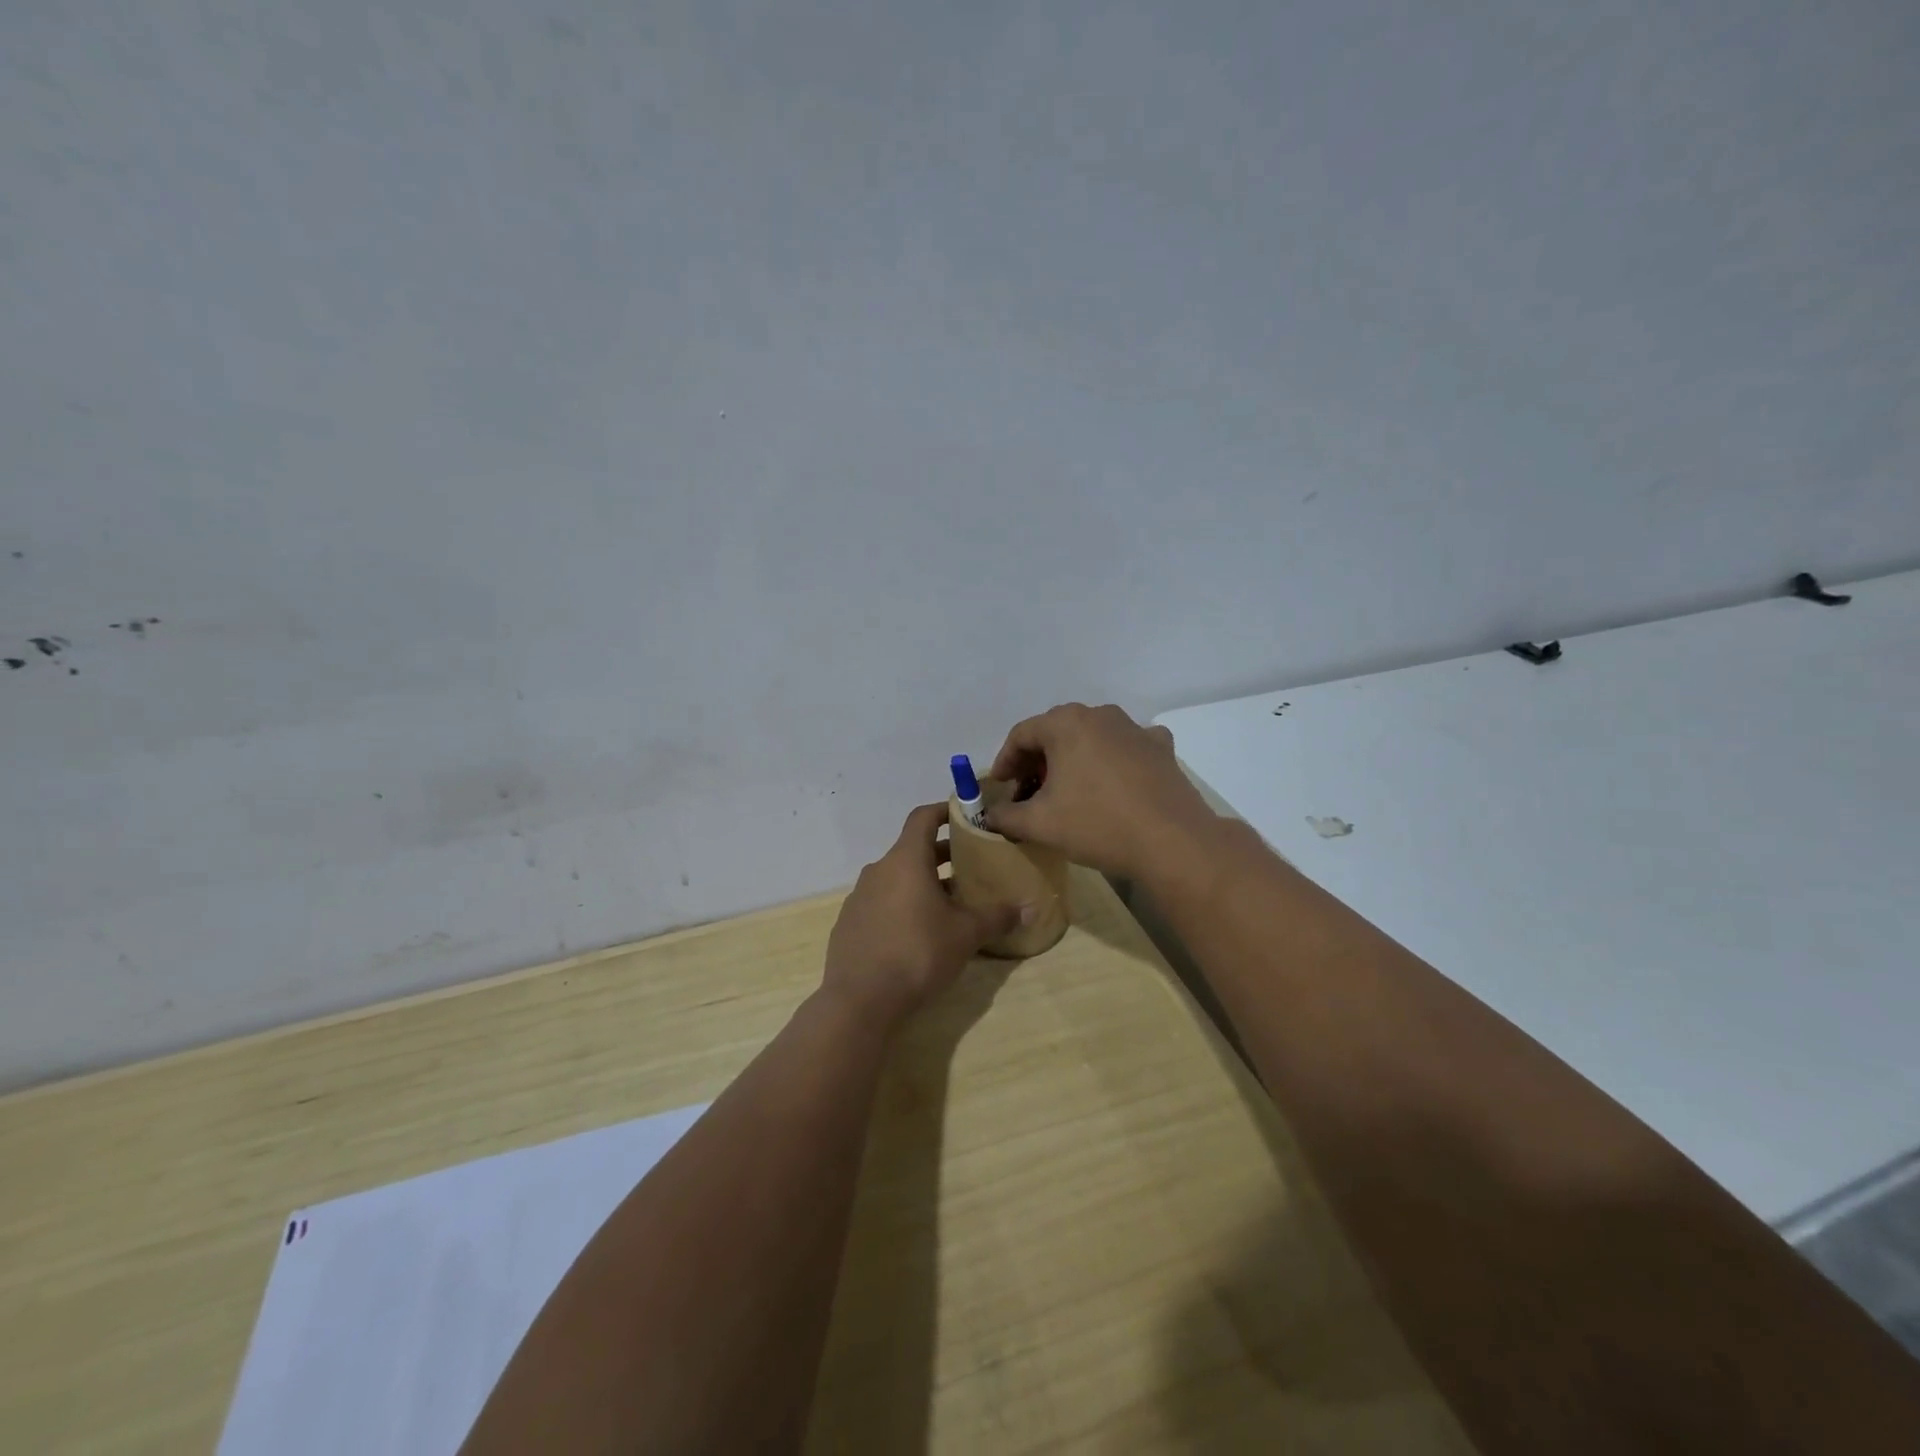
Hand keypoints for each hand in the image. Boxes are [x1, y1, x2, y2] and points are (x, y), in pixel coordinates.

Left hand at [823, 804, 1022, 1022]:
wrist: (860, 1001)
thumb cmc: (918, 953)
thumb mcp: (966, 934)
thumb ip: (998, 916)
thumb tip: (1030, 907)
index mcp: (905, 860)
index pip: (922, 817)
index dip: (944, 811)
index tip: (965, 817)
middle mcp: (878, 870)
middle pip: (912, 850)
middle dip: (941, 855)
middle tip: (970, 867)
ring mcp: (859, 897)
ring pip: (896, 878)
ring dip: (922, 883)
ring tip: (949, 904)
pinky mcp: (849, 924)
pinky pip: (880, 903)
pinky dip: (901, 906)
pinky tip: (917, 934)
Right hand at [985, 703, 1215, 881]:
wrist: (1172, 842)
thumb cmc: (1097, 824)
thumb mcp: (1039, 825)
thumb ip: (1005, 817)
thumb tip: (990, 817)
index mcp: (1066, 723)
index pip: (1021, 735)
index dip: (1005, 762)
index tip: (1000, 788)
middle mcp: (1100, 714)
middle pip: (1056, 733)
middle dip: (1037, 762)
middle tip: (1028, 793)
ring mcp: (1134, 728)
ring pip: (1091, 738)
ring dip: (1072, 760)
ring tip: (1067, 792)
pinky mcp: (1160, 748)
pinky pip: (1125, 747)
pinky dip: (1110, 761)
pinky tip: (1111, 784)